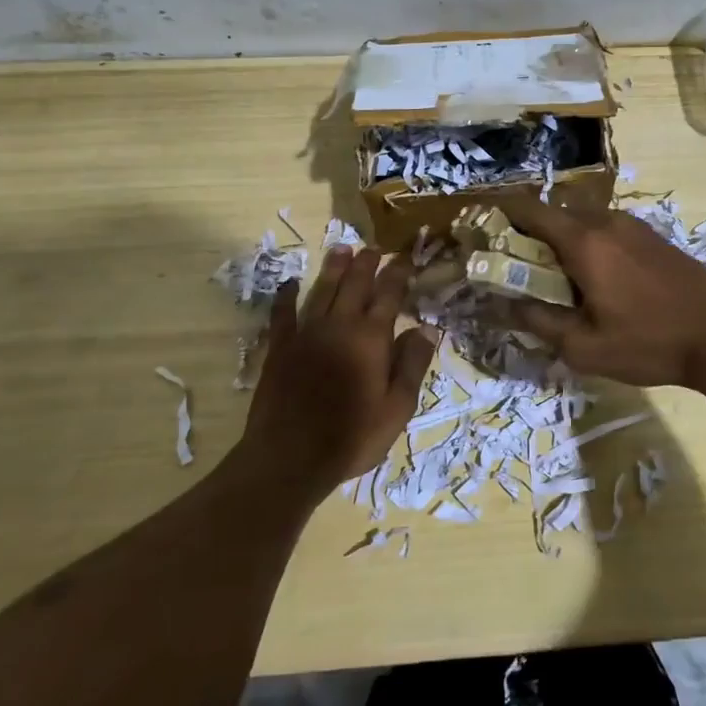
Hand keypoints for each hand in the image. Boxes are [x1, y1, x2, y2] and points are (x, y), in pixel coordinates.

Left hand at [243, 247, 438, 495]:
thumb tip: (426, 329)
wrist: (289, 457)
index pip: (389, 294)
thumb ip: (412, 365)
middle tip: (373, 247)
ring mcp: (306, 334)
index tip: (405, 257)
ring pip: (321, 290)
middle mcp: (339, 326)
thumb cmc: (352, 436)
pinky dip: (286, 297)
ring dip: (333, 269)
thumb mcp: (397, 408)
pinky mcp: (280, 348)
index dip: (398, 274)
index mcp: (371, 338)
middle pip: (354, 285)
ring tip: (341, 248)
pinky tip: (288, 284)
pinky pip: (283, 314)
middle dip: (366, 263)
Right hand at [497, 193, 705, 387]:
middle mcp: (605, 221)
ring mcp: (632, 225)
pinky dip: (585, 243)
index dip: (499, 215)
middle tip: (514, 265)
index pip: (529, 209)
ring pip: (580, 220)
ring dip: (559, 240)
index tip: (481, 232)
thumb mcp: (584, 347)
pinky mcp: (651, 235)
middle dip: (527, 233)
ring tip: (552, 277)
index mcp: (583, 241)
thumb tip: (505, 304)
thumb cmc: (649, 343)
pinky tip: (592, 278)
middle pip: (552, 213)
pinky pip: (604, 229)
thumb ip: (538, 321)